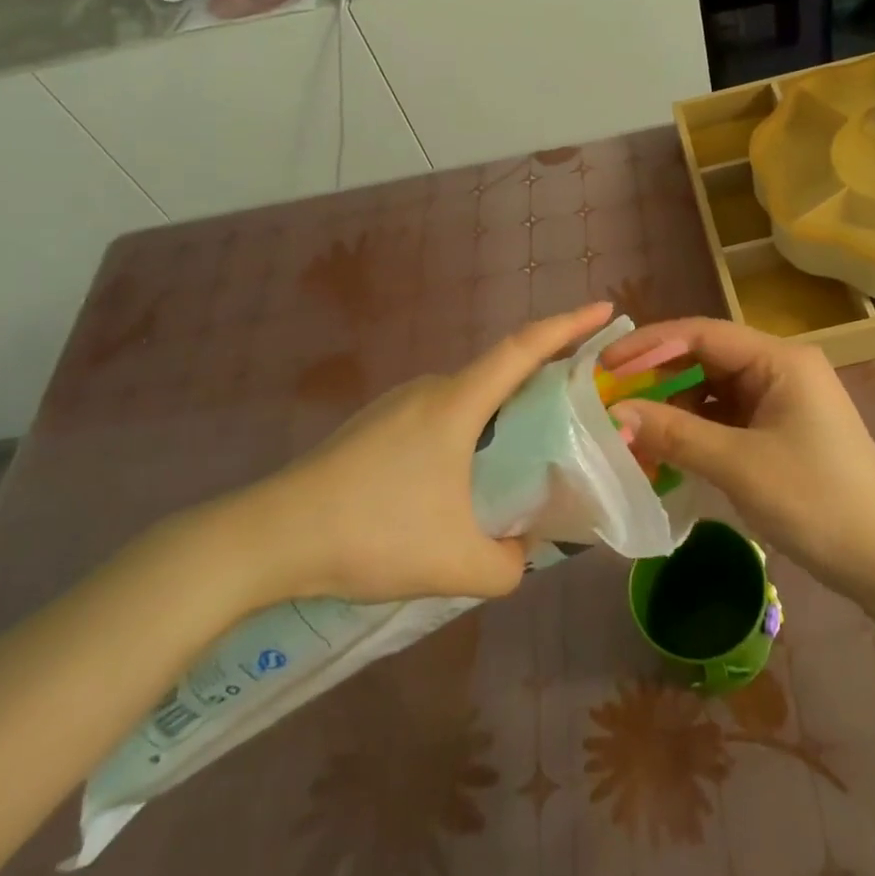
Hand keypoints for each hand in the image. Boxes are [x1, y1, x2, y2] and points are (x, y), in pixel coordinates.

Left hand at [215, 301, 614, 606]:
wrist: (269, 537)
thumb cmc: (371, 533)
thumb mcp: (455, 563)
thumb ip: (508, 565)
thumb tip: (523, 554)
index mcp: (456, 403)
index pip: (524, 348)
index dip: (568, 325)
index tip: (605, 310)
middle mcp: (430, 390)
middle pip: (500, 374)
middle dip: (543, 385)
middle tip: (573, 416)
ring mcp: (397, 405)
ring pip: (468, 400)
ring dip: (501, 418)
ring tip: (520, 462)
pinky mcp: (375, 426)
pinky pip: (440, 417)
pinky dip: (468, 434)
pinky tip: (460, 484)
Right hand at [601, 318, 874, 599]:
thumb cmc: (817, 502)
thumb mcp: (739, 466)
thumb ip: (675, 434)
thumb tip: (614, 414)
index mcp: (780, 359)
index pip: (702, 333)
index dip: (649, 345)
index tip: (605, 366)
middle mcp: (781, 368)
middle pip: (705, 357)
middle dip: (657, 376)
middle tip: (609, 398)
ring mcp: (781, 400)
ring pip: (712, 389)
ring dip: (673, 406)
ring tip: (629, 427)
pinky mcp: (779, 429)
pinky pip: (725, 417)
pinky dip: (694, 429)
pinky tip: (665, 448)